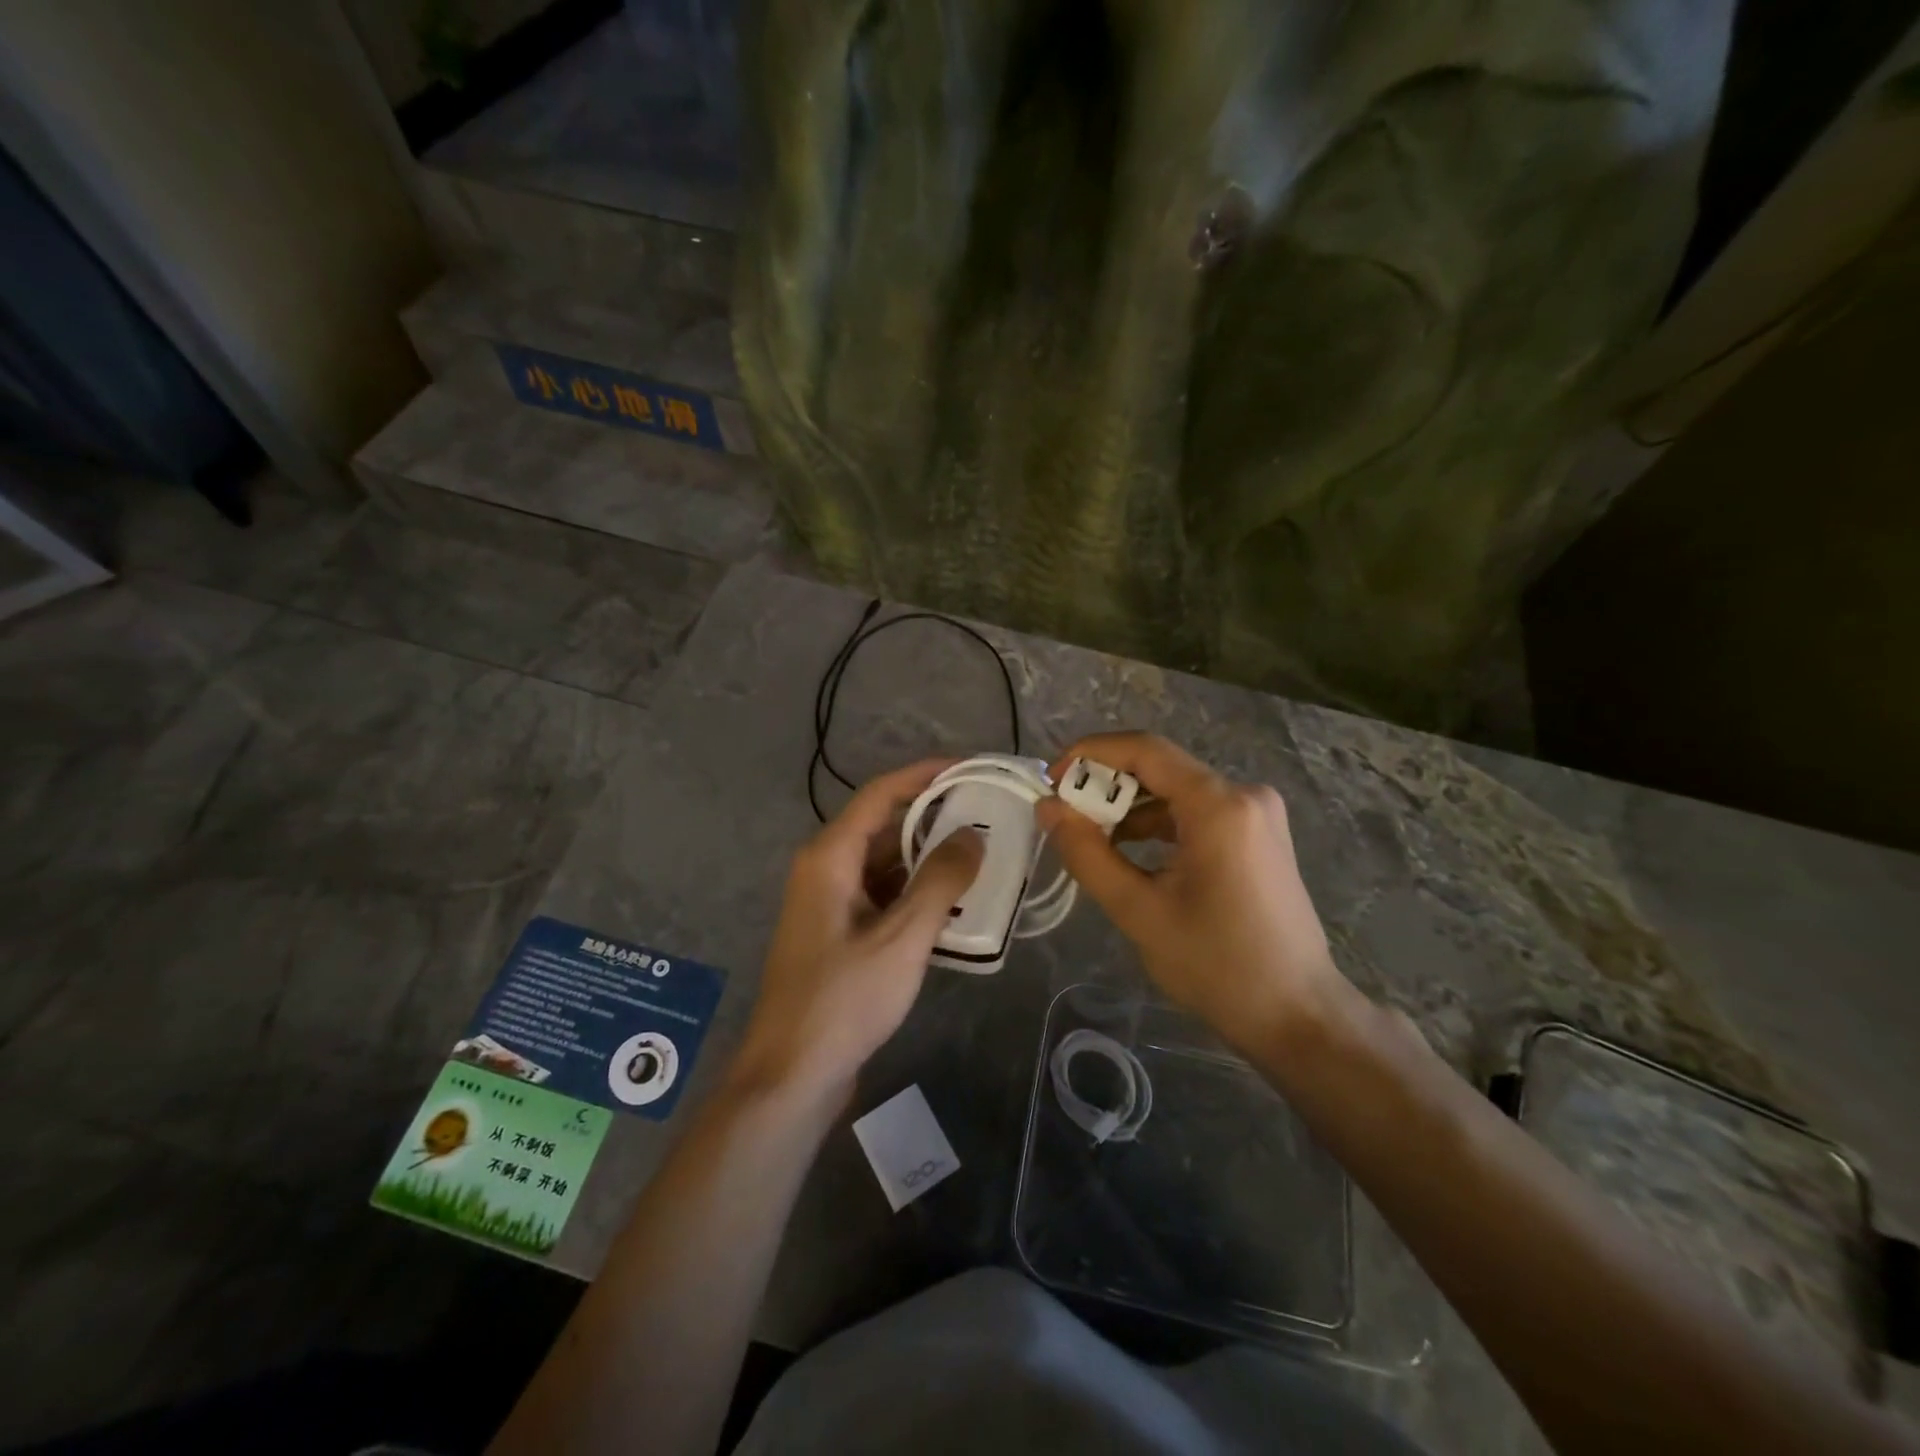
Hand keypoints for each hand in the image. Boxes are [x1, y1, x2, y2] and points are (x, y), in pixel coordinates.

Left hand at [735, 761, 983, 1098]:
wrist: (792, 1075)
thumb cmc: (844, 999)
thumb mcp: (902, 938)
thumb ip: (940, 881)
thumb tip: (972, 834)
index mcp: (829, 857)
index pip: (881, 794)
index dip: (925, 775)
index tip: (970, 768)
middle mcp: (825, 870)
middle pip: (883, 826)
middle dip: (934, 818)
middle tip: (987, 815)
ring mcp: (830, 904)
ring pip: (884, 864)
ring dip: (927, 859)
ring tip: (981, 856)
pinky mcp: (839, 934)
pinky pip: (882, 896)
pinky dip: (915, 893)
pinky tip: (953, 904)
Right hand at [1036, 732, 1347, 1052]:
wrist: (1297, 1015)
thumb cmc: (1216, 965)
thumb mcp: (1138, 910)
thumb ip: (1087, 853)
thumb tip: (1048, 808)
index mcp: (1219, 805)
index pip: (1145, 750)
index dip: (1091, 754)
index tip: (1052, 781)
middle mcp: (1244, 794)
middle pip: (1161, 768)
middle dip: (1107, 786)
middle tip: (1065, 816)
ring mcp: (1257, 814)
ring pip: (1177, 791)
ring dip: (1131, 808)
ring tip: (1090, 838)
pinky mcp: (1259, 836)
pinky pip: (1197, 812)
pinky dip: (1158, 825)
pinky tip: (1130, 852)